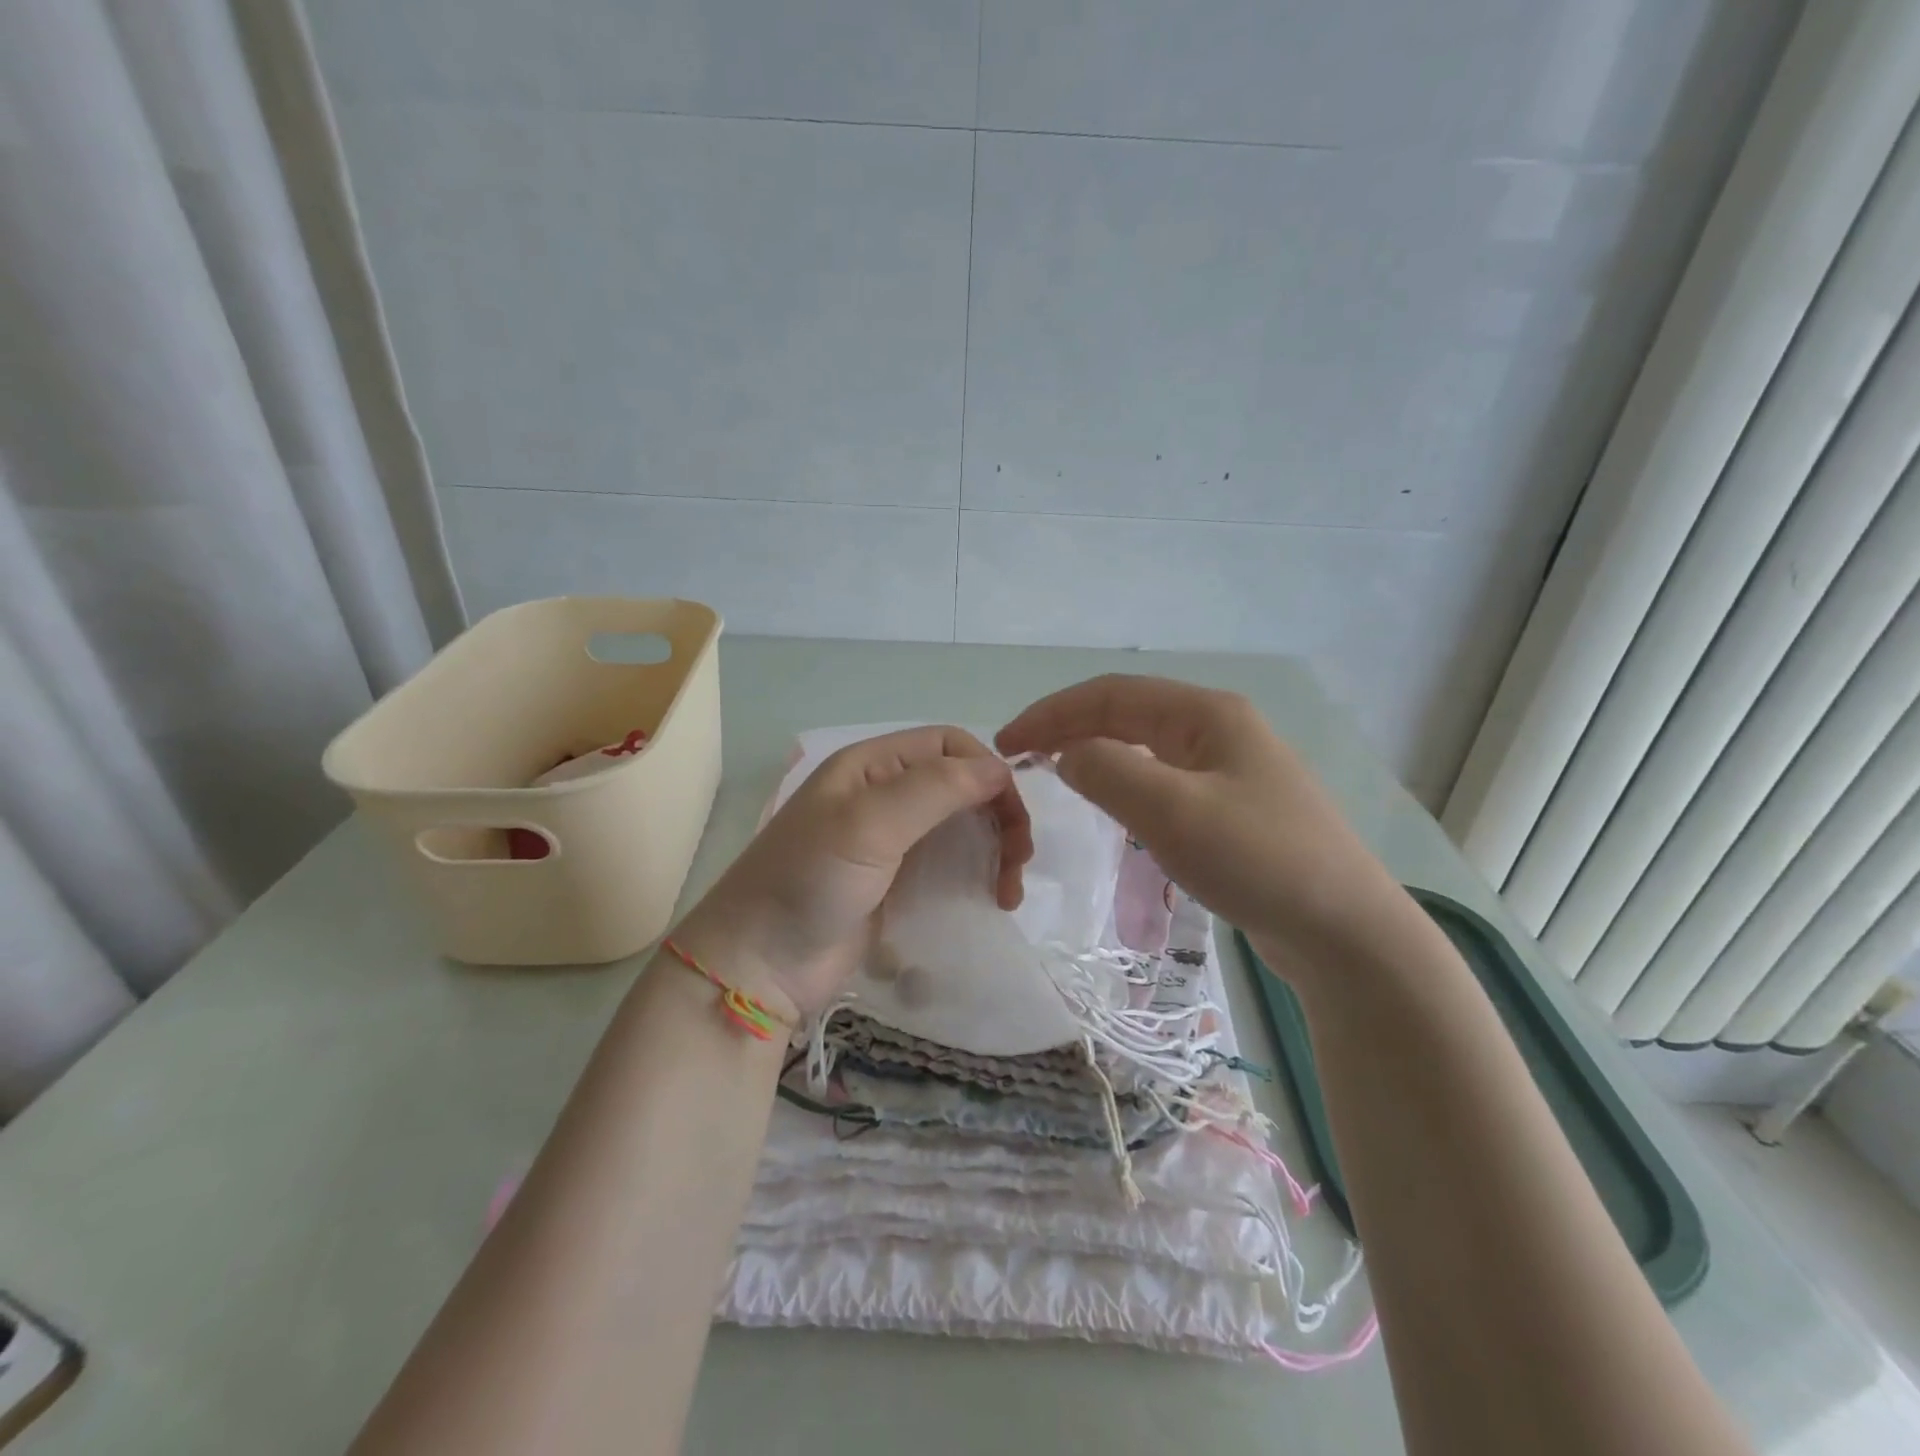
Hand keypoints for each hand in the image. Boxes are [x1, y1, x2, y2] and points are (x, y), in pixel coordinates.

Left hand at [673, 726, 1032, 1017]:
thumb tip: (1000, 768)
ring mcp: (892, 842)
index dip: (986, 770)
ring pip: (962, 826)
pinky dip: (978, 875)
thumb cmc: (808, 882)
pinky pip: (950, 865)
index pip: (948, 745)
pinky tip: (991, 899)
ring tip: (1008, 890)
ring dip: (995, 847)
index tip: (1011, 814)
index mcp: (872, 766)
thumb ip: (935, 789)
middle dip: (999, 813)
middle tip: (1019, 859)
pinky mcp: (898, 884)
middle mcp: (884, 795)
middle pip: (962, 786)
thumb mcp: (869, 824)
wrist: (760, 966)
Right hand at [996, 675, 1406, 969]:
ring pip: (1144, 747)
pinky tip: (1111, 803)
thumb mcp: (1173, 810)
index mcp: (1206, 713)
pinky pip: (1162, 779)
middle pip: (1126, 714)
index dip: (1050, 712)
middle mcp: (1218, 729)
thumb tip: (1069, 755)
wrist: (1345, 931)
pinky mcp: (1233, 807)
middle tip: (1019, 758)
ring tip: (1053, 773)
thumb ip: (1107, 772)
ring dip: (1094, 753)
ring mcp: (1230, 768)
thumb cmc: (1258, 859)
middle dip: (1068, 729)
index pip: (1109, 694)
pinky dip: (1123, 782)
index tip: (1006, 743)